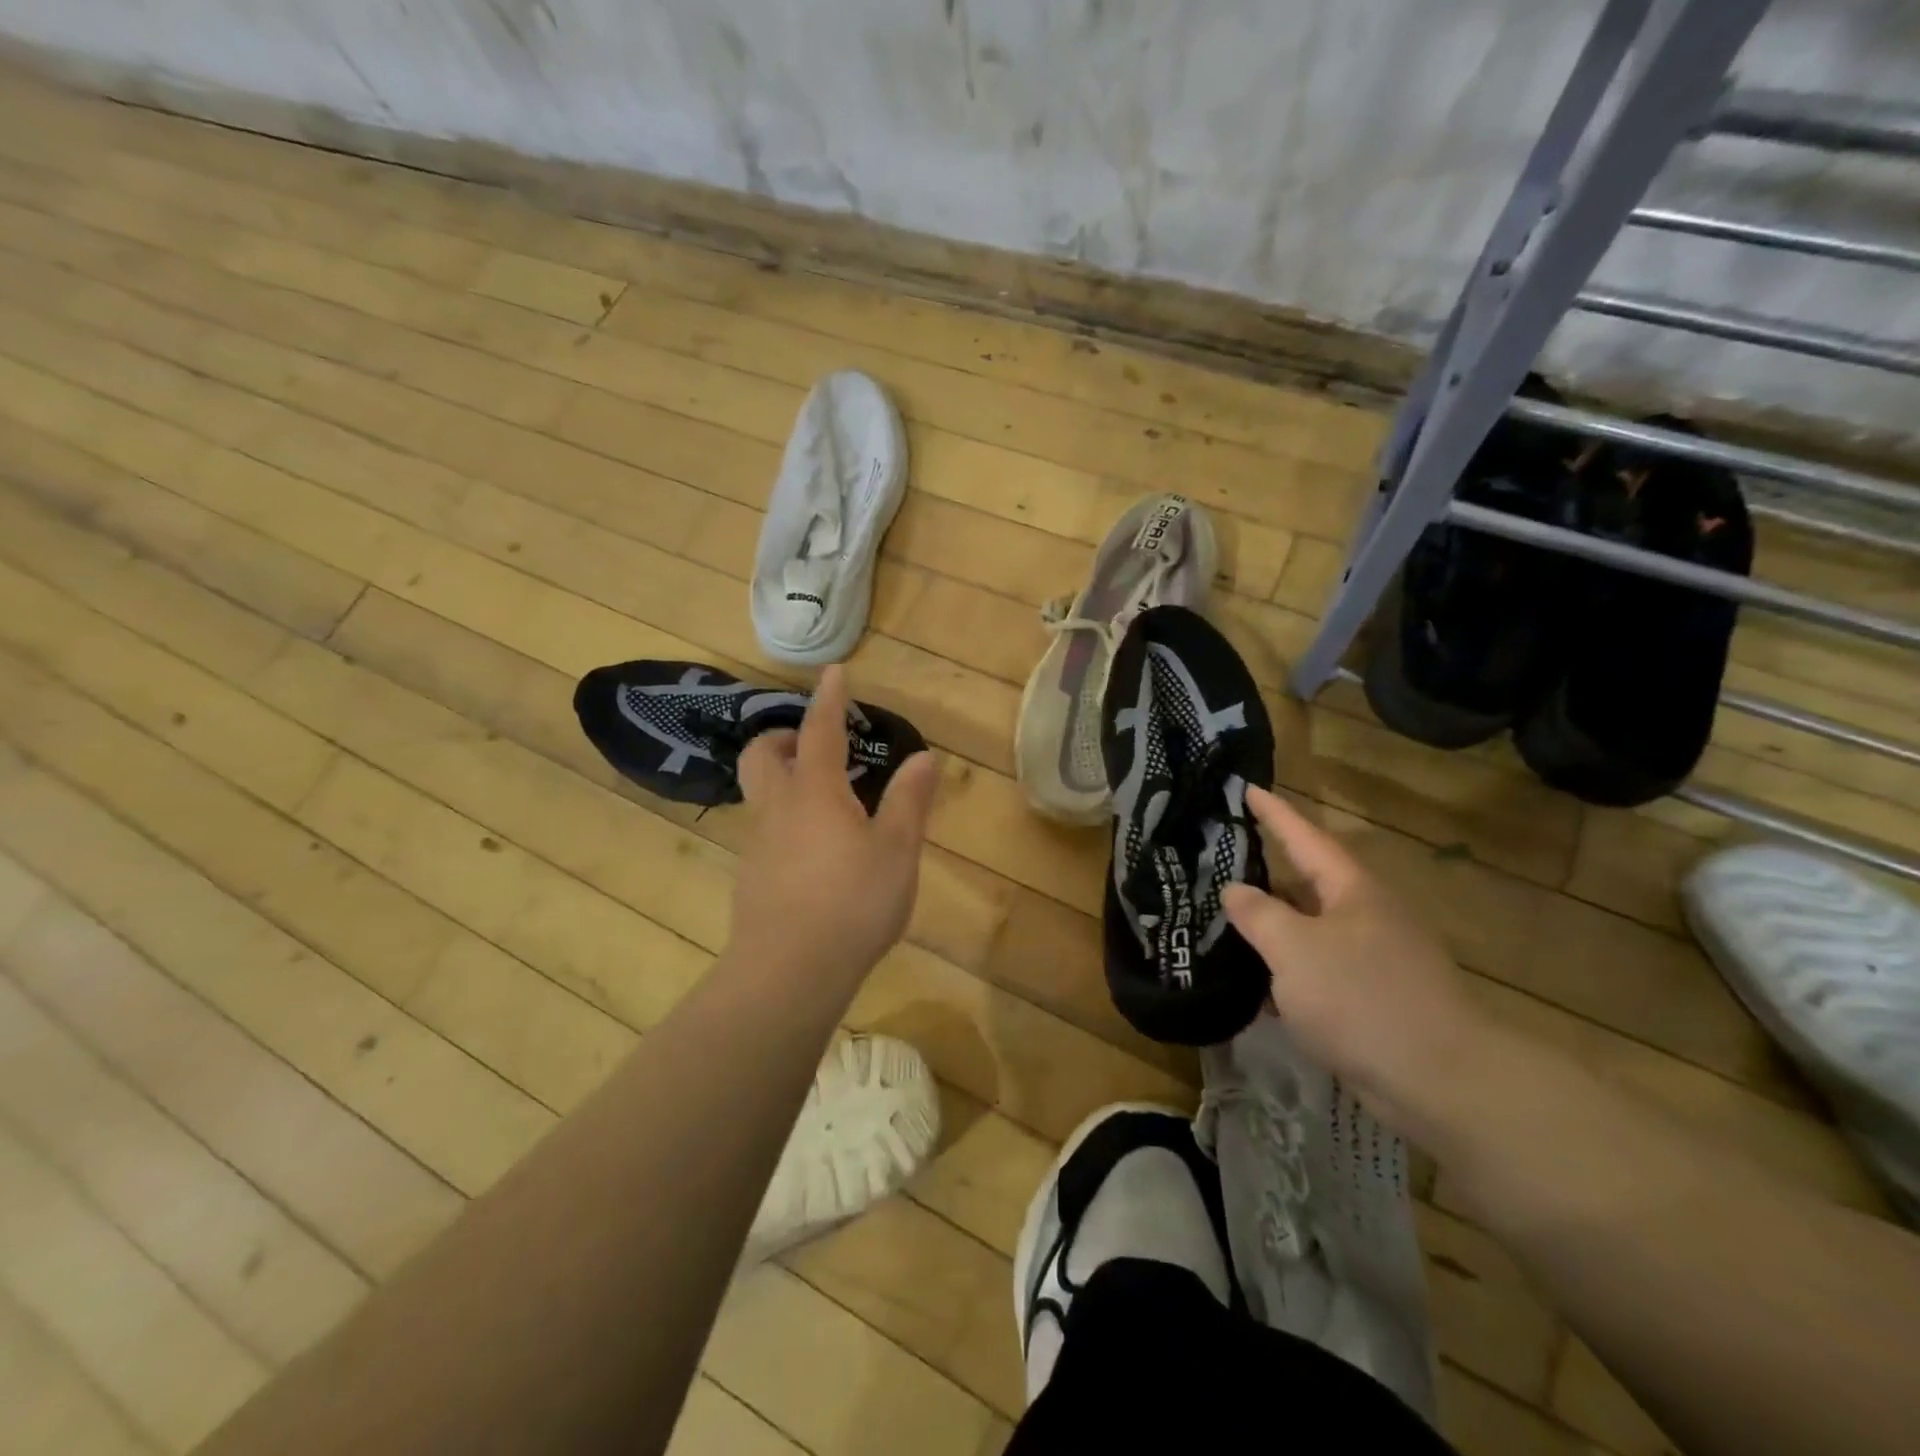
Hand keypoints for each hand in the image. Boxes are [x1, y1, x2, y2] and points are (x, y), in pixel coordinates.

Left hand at [730, 667, 938, 985]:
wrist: (788, 974)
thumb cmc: (852, 903)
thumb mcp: (896, 851)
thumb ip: (909, 801)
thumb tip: (924, 756)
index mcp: (816, 792)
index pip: (820, 731)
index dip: (829, 699)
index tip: (834, 672)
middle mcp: (778, 809)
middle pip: (762, 755)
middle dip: (782, 737)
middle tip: (813, 744)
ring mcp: (758, 845)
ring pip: (760, 795)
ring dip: (784, 780)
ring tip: (826, 799)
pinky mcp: (752, 879)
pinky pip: (766, 832)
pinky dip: (787, 821)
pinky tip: (817, 854)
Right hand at [1223, 785, 1497, 1141]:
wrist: (1441, 1081)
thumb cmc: (1360, 998)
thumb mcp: (1293, 948)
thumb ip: (1258, 914)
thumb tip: (1235, 890)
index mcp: (1352, 890)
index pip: (1304, 838)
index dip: (1274, 813)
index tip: (1247, 788)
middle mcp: (1367, 916)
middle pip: (1309, 883)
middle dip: (1269, 873)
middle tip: (1224, 861)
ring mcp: (1375, 959)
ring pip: (1312, 930)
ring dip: (1275, 927)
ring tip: (1230, 922)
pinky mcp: (1376, 999)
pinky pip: (1321, 970)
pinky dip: (1289, 970)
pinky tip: (1259, 985)